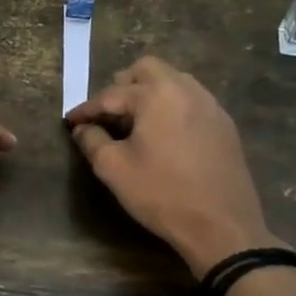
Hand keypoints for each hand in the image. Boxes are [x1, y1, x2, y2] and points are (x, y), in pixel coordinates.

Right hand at [66, 57, 275, 276]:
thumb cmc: (161, 194)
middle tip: (107, 113)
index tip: (70, 121)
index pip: (111, 95)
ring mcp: (210, 105)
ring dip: (149, 93)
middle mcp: (186, 89)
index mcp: (156, 95)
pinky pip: (191, 100)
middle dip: (122, 86)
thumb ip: (92, 141)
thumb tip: (83, 128)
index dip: (86, 109)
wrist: (222, 226)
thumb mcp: (114, 168)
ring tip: (134, 122)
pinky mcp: (224, 124)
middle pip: (147, 69)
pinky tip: (163, 134)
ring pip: (173, 81)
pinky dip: (171, 106)